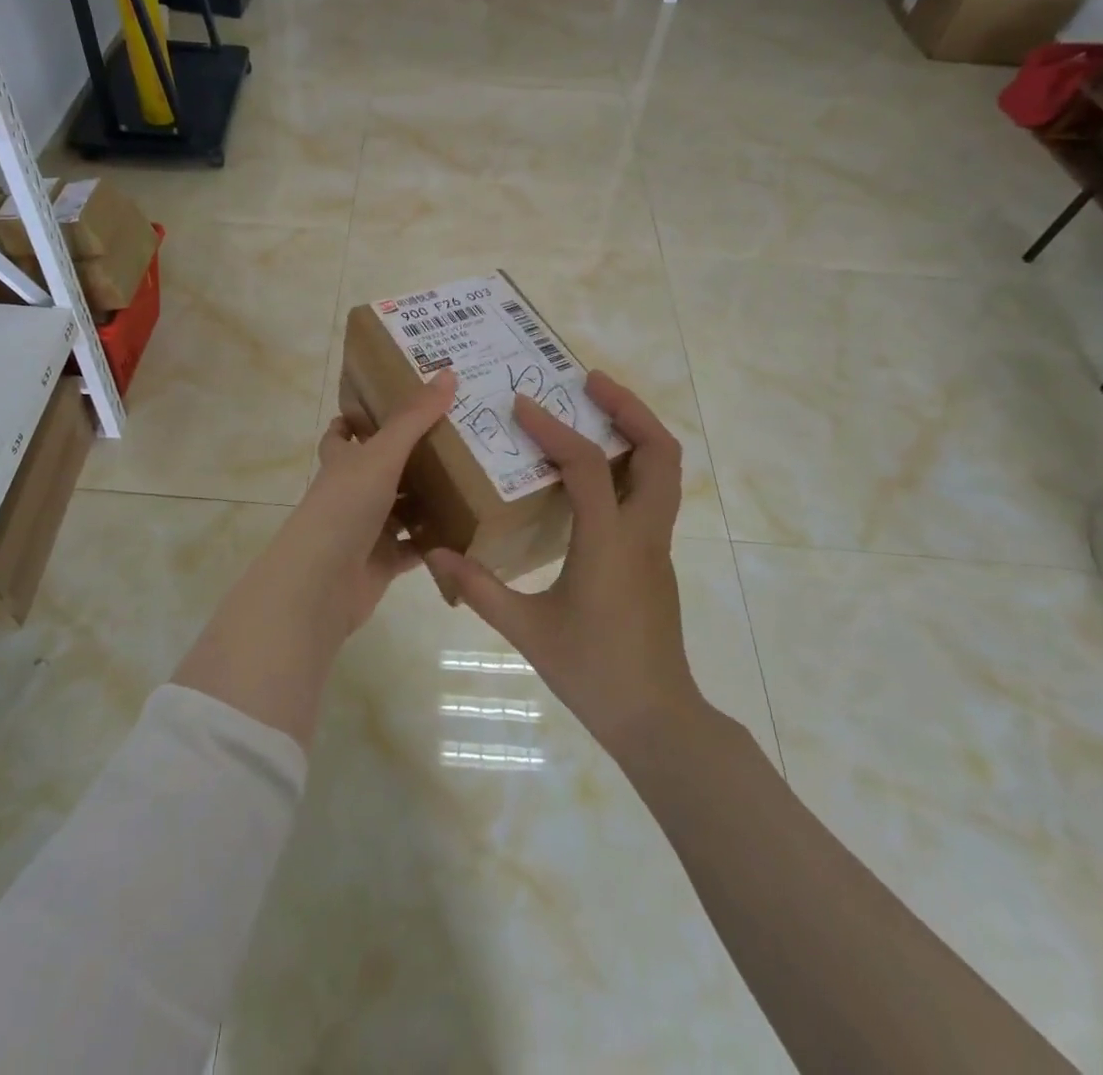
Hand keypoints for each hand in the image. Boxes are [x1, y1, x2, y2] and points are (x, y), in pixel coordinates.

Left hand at [172, 370, 454, 746]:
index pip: (344, 432)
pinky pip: (416, 547)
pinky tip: (468, 526)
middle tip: (458, 435)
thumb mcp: (381, 455)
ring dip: (429, 497)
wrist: (321, 583)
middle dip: (413, 455)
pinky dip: (437, 539)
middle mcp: (351, 492)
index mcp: (342, 461)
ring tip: (474, 476)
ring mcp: (367, 529)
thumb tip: (448, 373)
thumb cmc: (344, 507)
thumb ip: (414, 418)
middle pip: (382, 468)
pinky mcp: (383, 562)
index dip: (362, 416)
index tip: (398, 402)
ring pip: (402, 507)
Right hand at [425, 371, 699, 750]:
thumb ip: (479, 588)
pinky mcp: (655, 557)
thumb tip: (436, 553)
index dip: (555, 430)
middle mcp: (643, 533)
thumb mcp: (528, 631)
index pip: (588, 466)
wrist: (657, 718)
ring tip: (596, 410)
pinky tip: (593, 472)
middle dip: (629, 408)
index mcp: (610, 543)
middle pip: (660, 451)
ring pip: (666, 470)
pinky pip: (652, 493)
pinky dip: (631, 463)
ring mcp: (656, 545)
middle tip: (589, 382)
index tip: (523, 405)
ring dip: (638, 431)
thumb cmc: (594, 672)